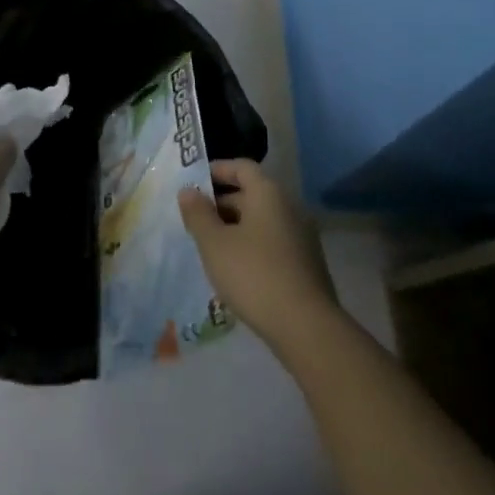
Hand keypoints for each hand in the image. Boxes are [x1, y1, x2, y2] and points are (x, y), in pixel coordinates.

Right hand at [179, 158, 337, 349]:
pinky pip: (273, 242)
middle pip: (252, 193)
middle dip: (222, 203)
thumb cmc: (254, 274)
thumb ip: (198, 214)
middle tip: (195, 219)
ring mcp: (302, 236)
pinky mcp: (306, 263)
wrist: (306, 326)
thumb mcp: (215, 243)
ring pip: (262, 220)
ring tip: (210, 245)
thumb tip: (188, 191)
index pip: (242, 167)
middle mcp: (289, 207)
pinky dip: (252, 245)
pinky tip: (235, 269)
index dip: (217, 170)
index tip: (195, 182)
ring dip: (236, 227)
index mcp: (269, 193)